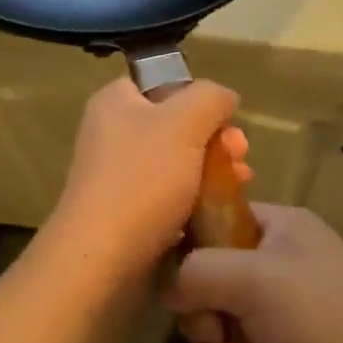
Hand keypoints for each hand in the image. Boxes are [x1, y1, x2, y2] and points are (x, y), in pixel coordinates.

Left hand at [40, 77, 249, 285]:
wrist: (102, 259)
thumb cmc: (142, 180)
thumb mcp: (185, 122)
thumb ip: (210, 98)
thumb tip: (224, 99)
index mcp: (116, 102)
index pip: (163, 83)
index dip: (199, 98)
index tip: (227, 121)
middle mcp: (112, 133)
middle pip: (177, 125)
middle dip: (215, 139)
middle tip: (241, 156)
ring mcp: (118, 175)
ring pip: (178, 162)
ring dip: (212, 170)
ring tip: (240, 184)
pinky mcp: (127, 212)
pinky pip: (169, 196)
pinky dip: (196, 200)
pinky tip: (218, 211)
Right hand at [165, 204, 342, 342]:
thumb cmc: (323, 319)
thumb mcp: (253, 279)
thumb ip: (197, 271)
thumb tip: (169, 286)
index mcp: (278, 229)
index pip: (215, 225)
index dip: (192, 258)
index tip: (184, 293)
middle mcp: (282, 267)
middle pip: (212, 288)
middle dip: (207, 329)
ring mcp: (290, 318)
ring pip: (224, 335)